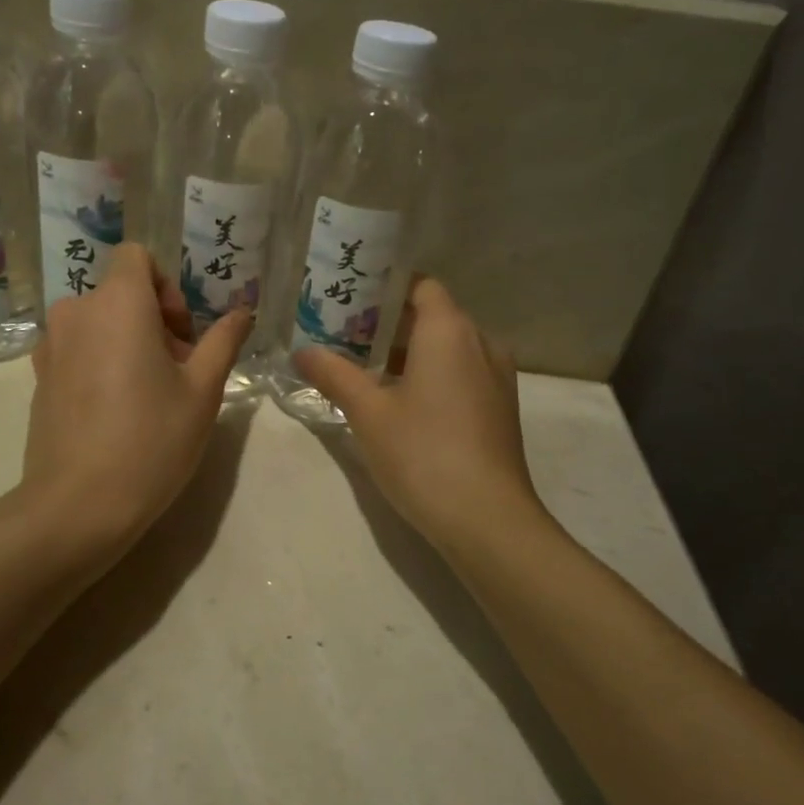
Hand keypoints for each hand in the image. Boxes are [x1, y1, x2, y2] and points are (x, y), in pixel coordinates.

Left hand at [22, 242, 251, 553]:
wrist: (78, 505)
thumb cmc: (151, 440)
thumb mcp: (203, 391)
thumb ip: (223, 340)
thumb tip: (243, 312)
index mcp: (116, 303)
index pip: (137, 257)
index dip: (166, 287)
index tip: (181, 334)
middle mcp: (76, 312)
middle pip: (121, 293)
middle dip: (154, 321)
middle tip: (178, 374)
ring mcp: (50, 346)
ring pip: (99, 323)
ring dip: (128, 342)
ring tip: (148, 395)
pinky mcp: (39, 377)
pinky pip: (78, 349)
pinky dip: (101, 362)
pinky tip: (116, 411)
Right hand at [295, 279, 544, 555]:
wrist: (487, 519)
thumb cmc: (423, 452)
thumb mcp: (368, 412)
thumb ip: (334, 374)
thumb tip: (302, 352)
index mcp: (449, 330)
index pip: (420, 285)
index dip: (385, 288)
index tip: (350, 301)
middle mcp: (480, 342)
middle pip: (433, 316)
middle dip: (389, 324)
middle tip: (344, 337)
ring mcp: (497, 377)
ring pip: (449, 348)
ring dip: (410, 354)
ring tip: (365, 371)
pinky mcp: (500, 408)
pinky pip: (462, 374)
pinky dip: (433, 376)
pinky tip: (401, 404)